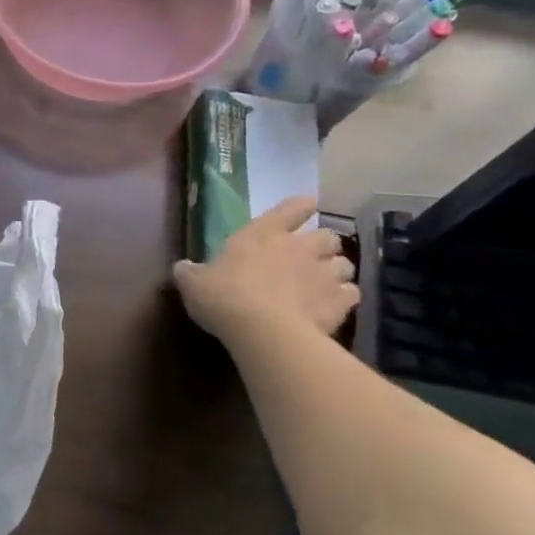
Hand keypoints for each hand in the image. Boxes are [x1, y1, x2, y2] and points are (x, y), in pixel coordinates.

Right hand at [172, 196, 356, 343]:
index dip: (300, 206)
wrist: (262, 330)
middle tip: (313, 256)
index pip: (290, 209)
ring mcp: (322, 274)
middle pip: (327, 236)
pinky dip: (345, 297)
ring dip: (337, 270)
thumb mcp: (193, 283)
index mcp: (262, 233)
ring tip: (327, 282)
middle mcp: (298, 247)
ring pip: (345, 264)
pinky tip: (334, 305)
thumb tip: (183, 267)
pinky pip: (351, 293)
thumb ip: (190, 272)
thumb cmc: (224, 296)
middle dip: (323, 244)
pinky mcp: (339, 303)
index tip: (309, 204)